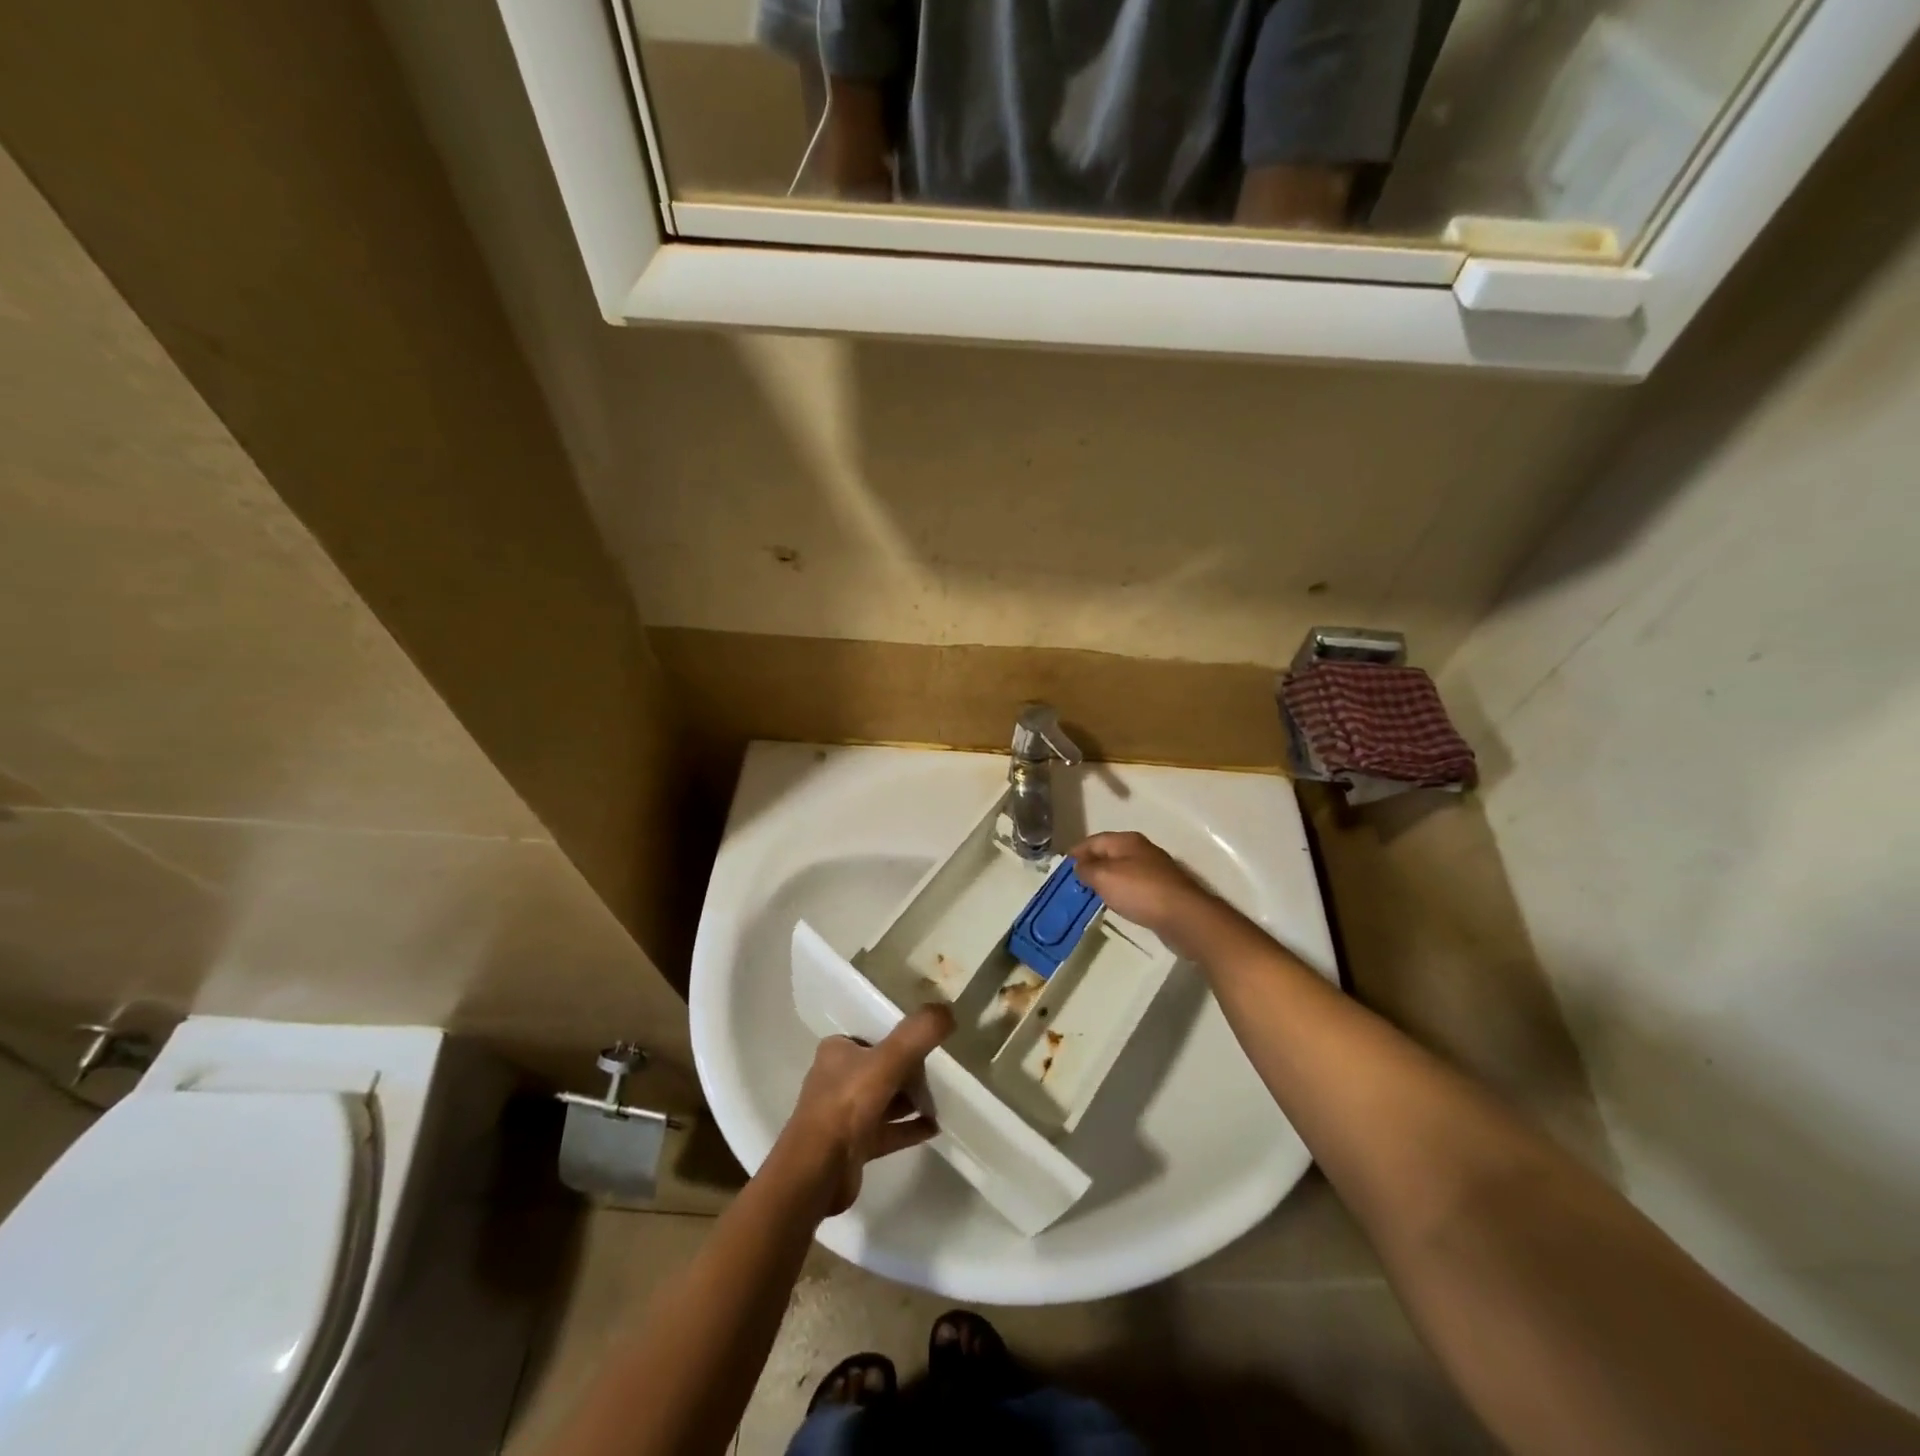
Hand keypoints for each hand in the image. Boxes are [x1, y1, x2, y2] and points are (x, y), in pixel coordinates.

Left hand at [778, 1003, 953, 1215]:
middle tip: (938, 1077)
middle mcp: (837, 1079)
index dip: (902, 1040)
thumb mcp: (888, 1060)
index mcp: (837, 1051)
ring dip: (911, 1100)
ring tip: (940, 1101)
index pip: (875, 1037)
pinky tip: (934, 1127)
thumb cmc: (848, 1104)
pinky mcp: (853, 1145)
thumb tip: (947, 1010)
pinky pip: (888, 1130)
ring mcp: (844, 1114)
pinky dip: (910, 1127)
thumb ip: (918, 1033)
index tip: (929, 1045)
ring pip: (885, 1100)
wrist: (818, 1171)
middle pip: (883, 1068)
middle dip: (911, 1072)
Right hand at [1070, 831, 1227, 957]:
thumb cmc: (1139, 891)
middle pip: (1109, 854)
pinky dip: (1121, 891)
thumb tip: (1079, 866)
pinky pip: (1134, 886)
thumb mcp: (1104, 877)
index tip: (1063, 866)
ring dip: (1106, 879)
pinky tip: (1116, 903)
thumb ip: (1087, 869)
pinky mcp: (1163, 890)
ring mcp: (1155, 870)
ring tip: (1091, 894)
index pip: (1094, 840)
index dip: (1077, 851)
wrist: (1183, 916)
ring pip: (1122, 870)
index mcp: (1127, 841)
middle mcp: (1142, 850)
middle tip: (1074, 882)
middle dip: (1091, 865)